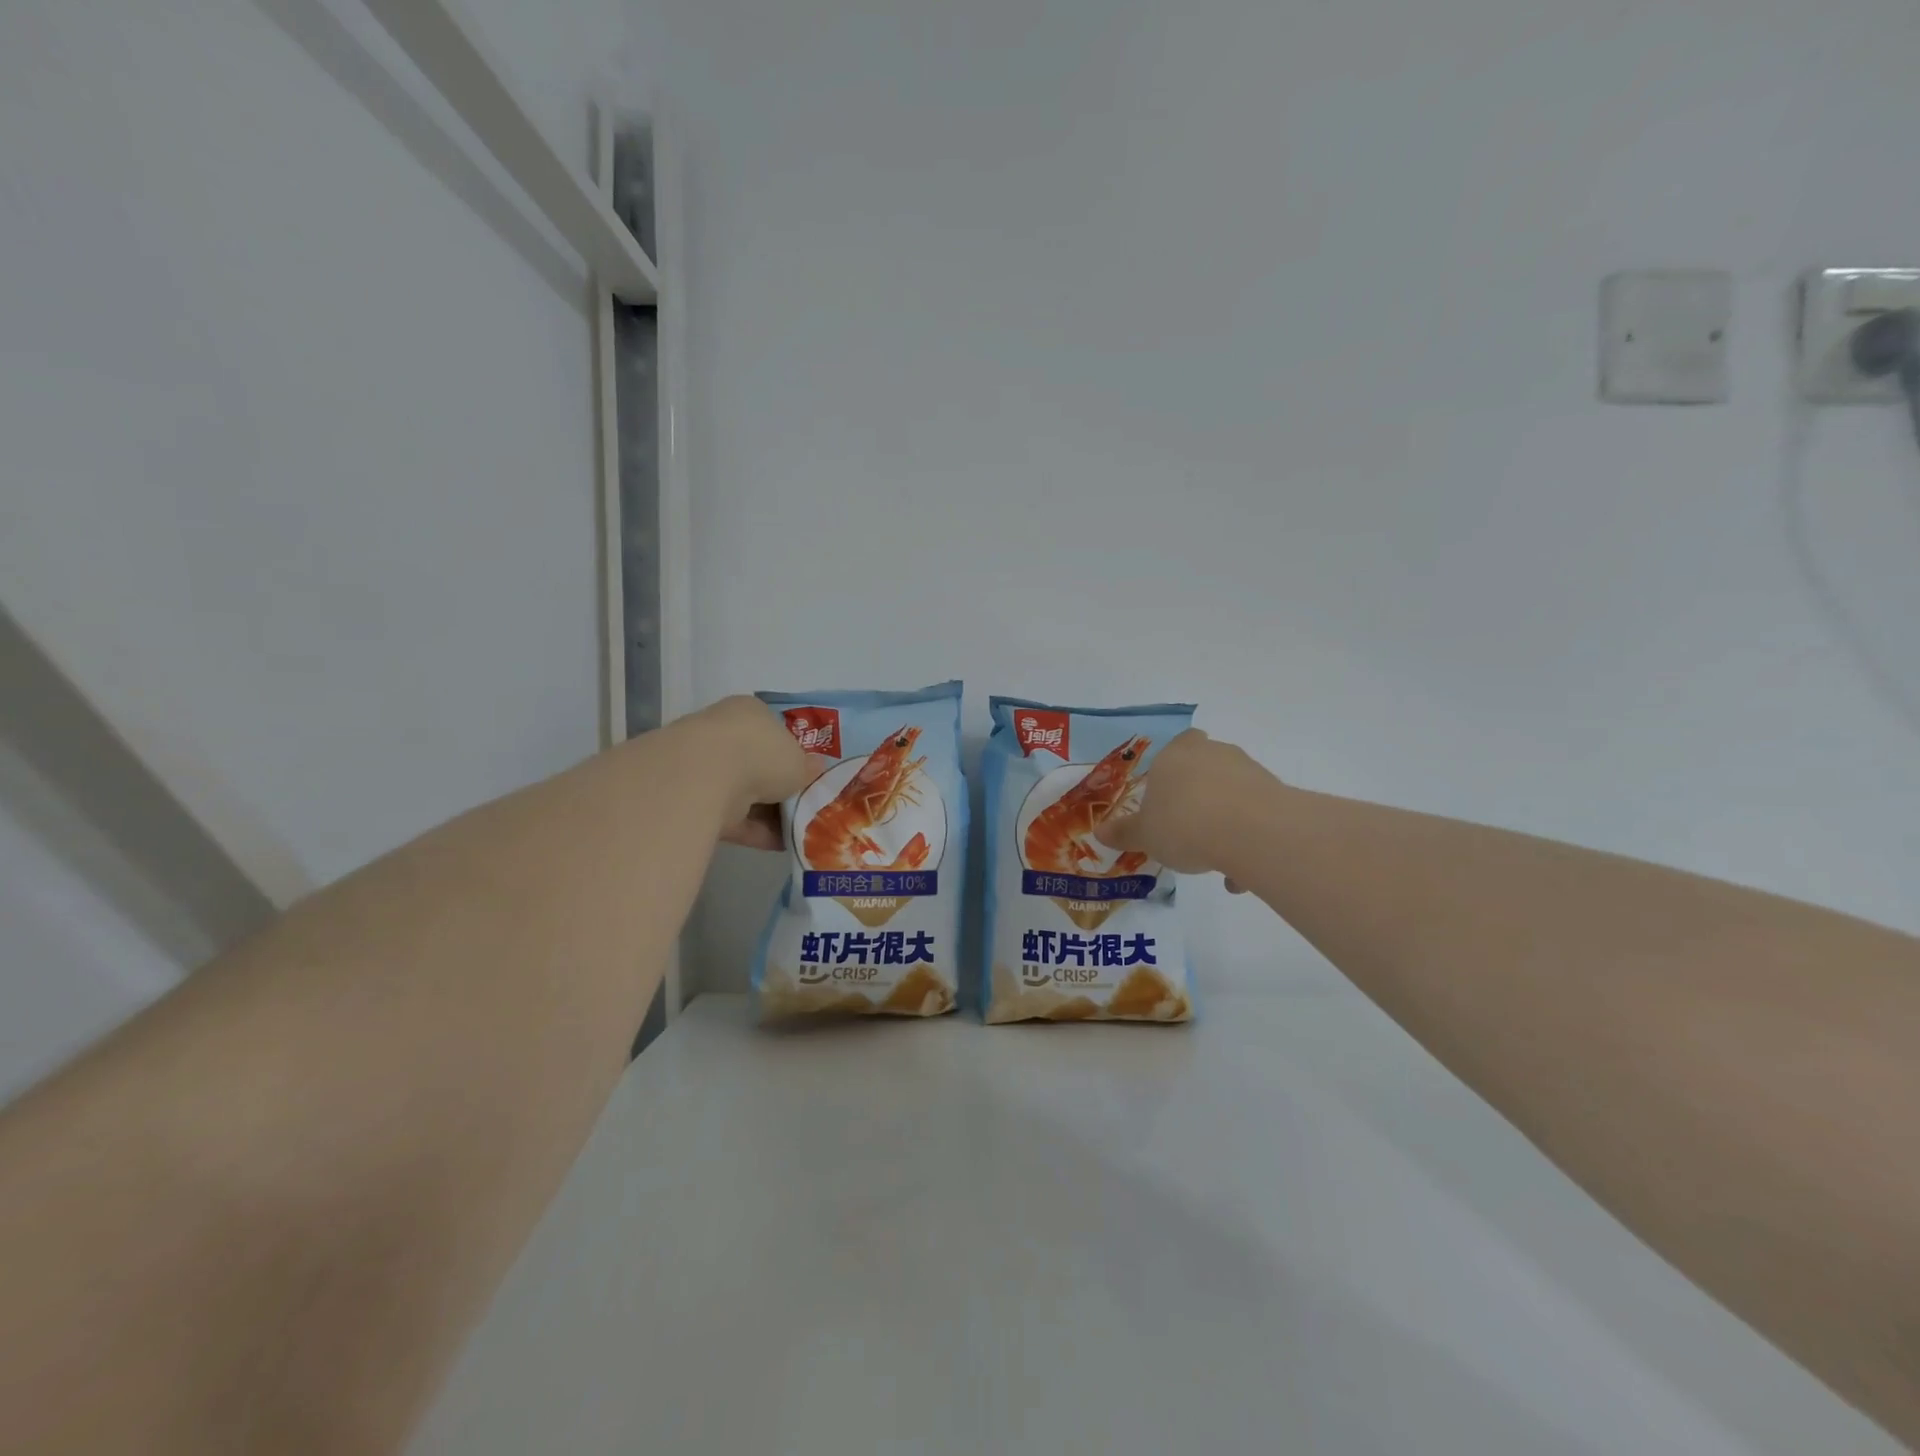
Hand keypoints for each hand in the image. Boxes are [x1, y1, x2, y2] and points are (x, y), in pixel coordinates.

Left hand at [682, 696, 813, 850]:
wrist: (704, 777)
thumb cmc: (761, 754)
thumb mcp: (799, 761)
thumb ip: (808, 768)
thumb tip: (815, 769)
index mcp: (749, 712)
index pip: (773, 731)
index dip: (792, 755)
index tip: (806, 777)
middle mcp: (723, 734)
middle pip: (757, 764)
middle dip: (779, 788)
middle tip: (804, 807)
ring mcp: (704, 767)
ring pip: (744, 793)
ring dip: (769, 813)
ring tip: (798, 831)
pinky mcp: (692, 800)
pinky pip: (731, 817)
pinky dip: (754, 831)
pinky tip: (780, 845)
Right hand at [1096, 729, 1279, 888]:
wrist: (1250, 832)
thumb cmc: (1183, 825)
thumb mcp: (1145, 835)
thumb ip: (1124, 833)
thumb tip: (1100, 832)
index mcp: (1173, 757)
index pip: (1176, 745)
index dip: (1173, 768)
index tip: (1169, 795)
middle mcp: (1211, 754)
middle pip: (1206, 766)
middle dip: (1201, 795)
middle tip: (1190, 828)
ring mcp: (1247, 770)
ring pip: (1232, 792)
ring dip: (1225, 820)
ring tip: (1216, 862)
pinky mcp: (1276, 791)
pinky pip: (1255, 813)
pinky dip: (1247, 838)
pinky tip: (1239, 872)